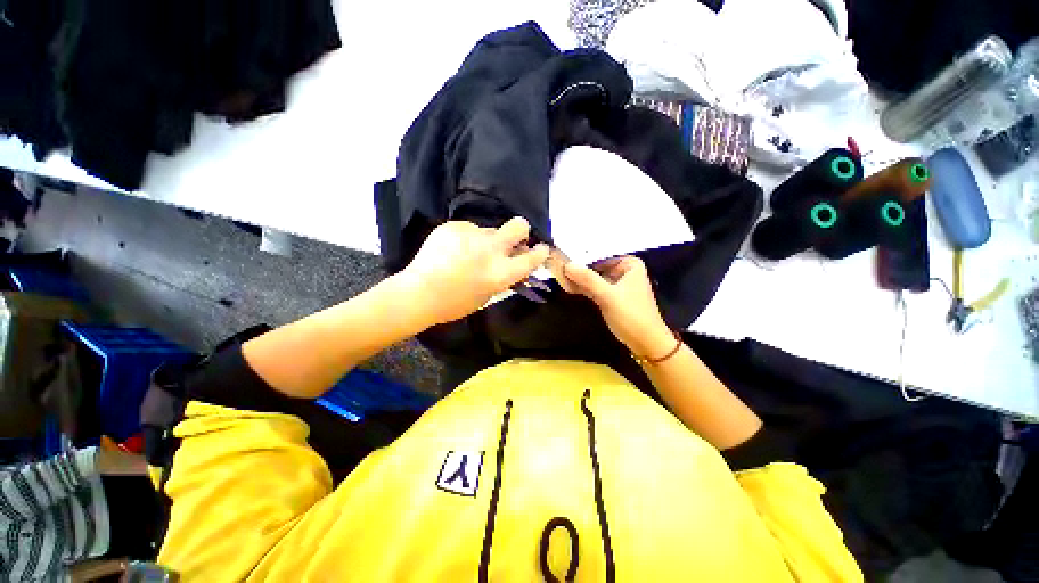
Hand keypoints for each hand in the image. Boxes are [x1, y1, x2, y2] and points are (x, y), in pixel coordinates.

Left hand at [400, 217, 549, 325]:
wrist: (419, 293)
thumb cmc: (455, 303)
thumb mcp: (488, 294)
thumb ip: (505, 277)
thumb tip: (515, 264)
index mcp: (501, 272)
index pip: (532, 257)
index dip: (540, 252)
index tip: (541, 249)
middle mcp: (491, 249)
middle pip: (519, 225)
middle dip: (521, 230)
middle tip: (512, 239)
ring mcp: (472, 234)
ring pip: (490, 230)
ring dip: (486, 240)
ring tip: (467, 254)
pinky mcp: (455, 226)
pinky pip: (469, 229)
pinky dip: (466, 239)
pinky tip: (452, 251)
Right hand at [560, 256, 675, 357]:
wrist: (647, 343)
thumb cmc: (631, 315)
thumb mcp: (608, 295)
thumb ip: (587, 279)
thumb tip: (567, 265)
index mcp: (629, 264)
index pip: (600, 256)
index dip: (582, 259)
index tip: (562, 260)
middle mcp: (625, 271)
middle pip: (597, 267)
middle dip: (580, 270)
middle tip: (559, 269)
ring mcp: (619, 285)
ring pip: (595, 278)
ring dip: (581, 280)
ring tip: (561, 278)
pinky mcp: (614, 298)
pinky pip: (596, 289)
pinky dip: (585, 289)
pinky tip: (570, 288)